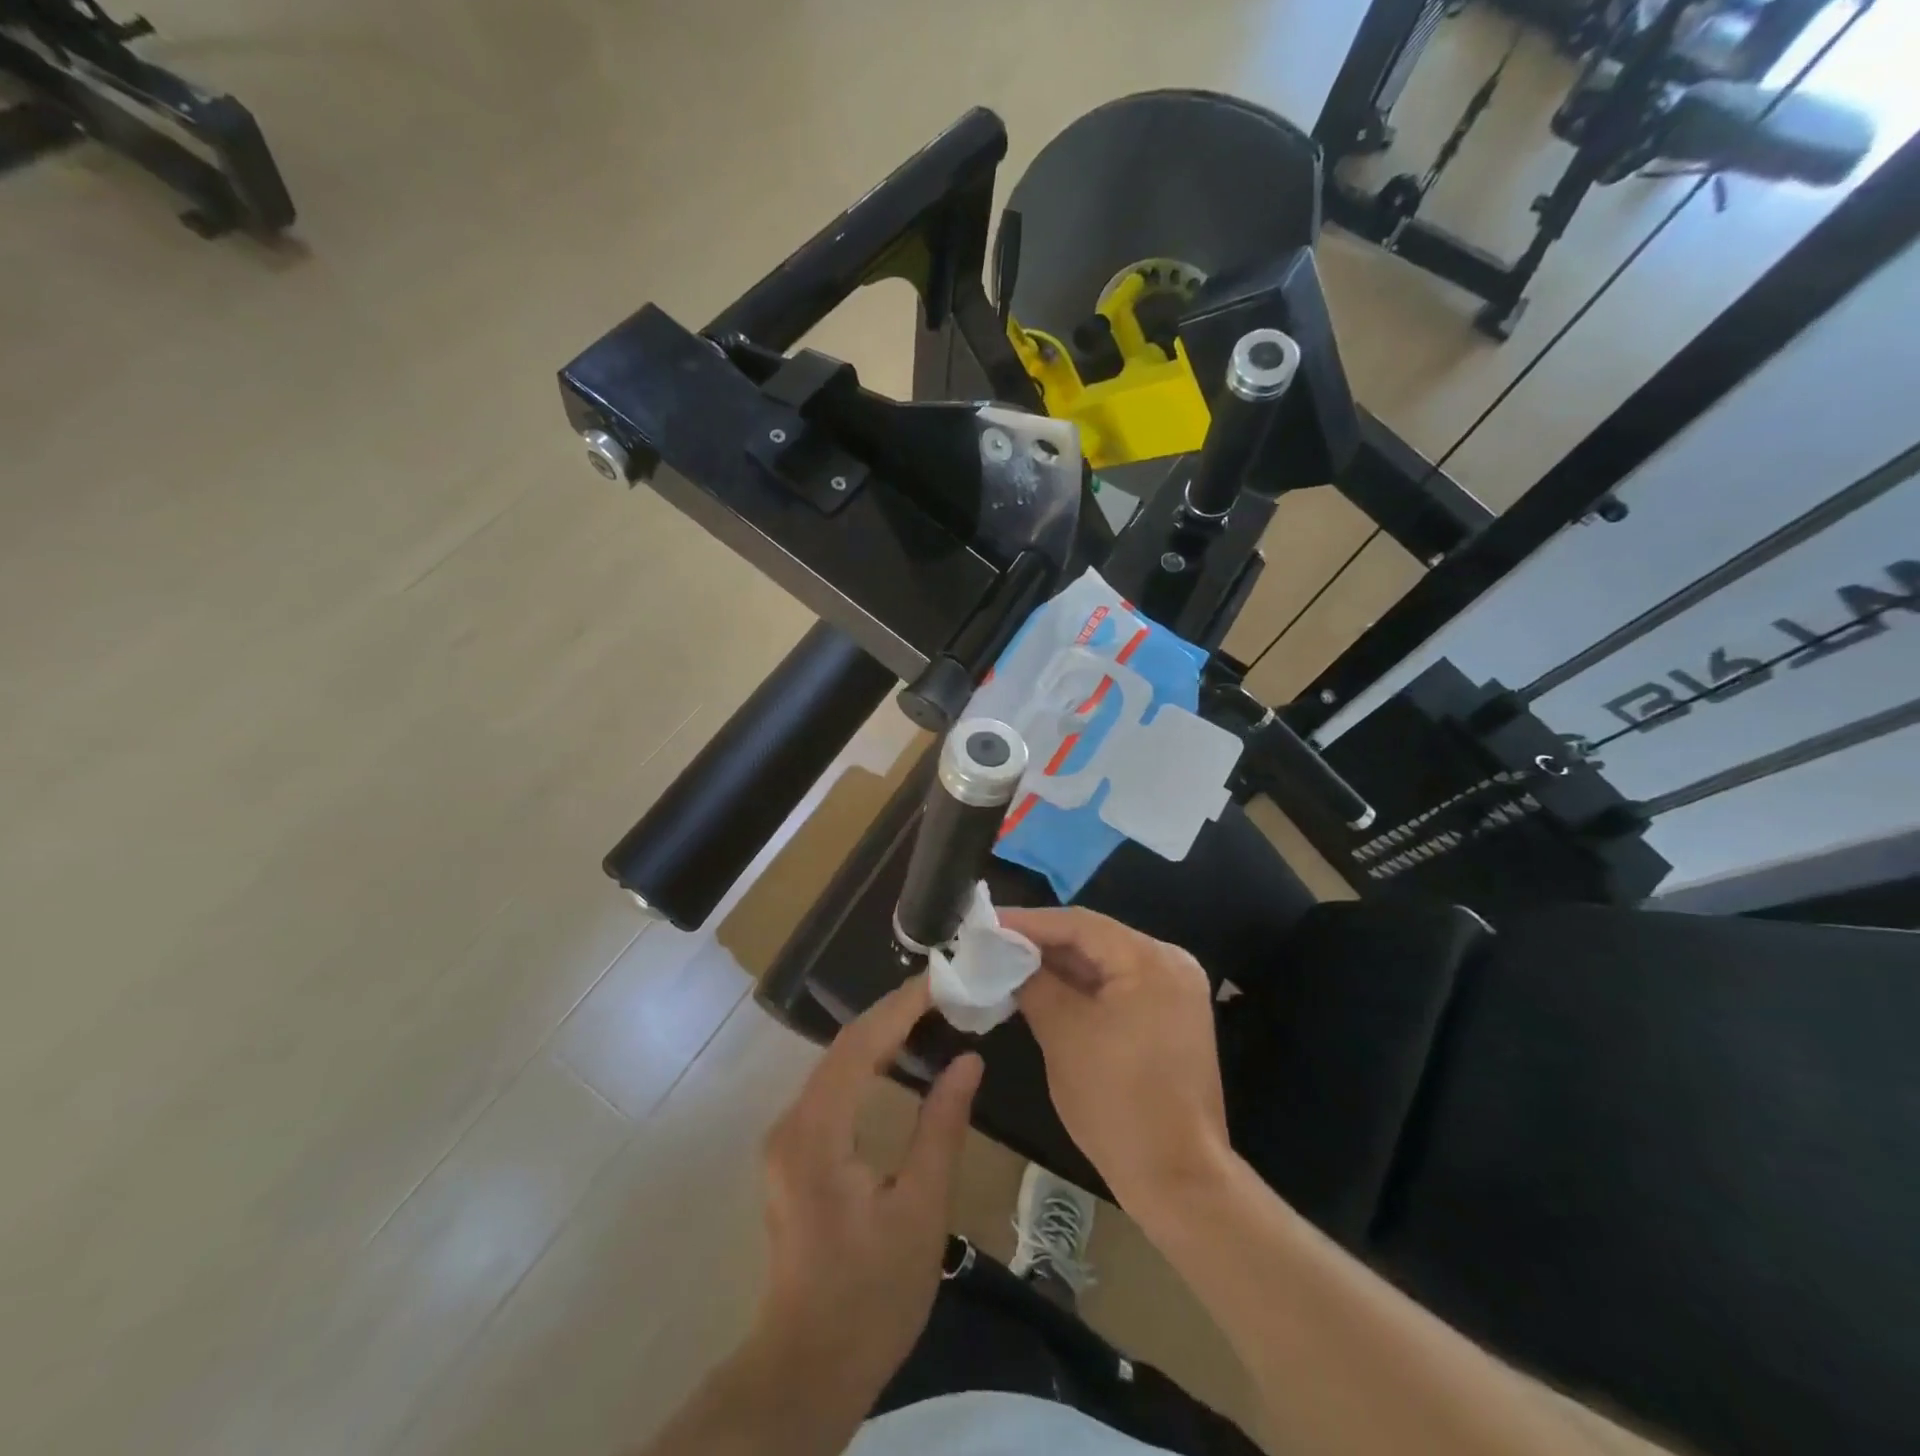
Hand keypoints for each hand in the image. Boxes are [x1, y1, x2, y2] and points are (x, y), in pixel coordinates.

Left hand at [754, 976, 982, 1402]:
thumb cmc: (871, 1295)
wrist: (809, 1368)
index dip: (901, 1007)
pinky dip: (868, 1063)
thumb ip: (942, 1127)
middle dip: (893, 1013)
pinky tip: (898, 1057)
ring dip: (880, 1034)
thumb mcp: (921, 1210)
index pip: (859, 1045)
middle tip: (944, 990)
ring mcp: (787, 1138)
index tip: (943, 980)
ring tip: (930, 1012)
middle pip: (843, 1047)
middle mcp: (792, 1123)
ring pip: (836, 1064)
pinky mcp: (794, 1152)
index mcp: (817, 1132)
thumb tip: (968, 1060)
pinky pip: (832, 1087)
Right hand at [1001, 907, 1231, 1213]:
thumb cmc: (1118, 1102)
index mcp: (1151, 960)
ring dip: (1059, 966)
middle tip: (993, 943)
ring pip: (1105, 964)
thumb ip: (1034, 984)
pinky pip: (1118, 987)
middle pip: (1095, 939)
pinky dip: (1082, 988)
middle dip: (1042, 943)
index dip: (1028, 922)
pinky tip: (1043, 989)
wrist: (1178, 1179)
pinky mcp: (1169, 1017)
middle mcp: (1170, 963)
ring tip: (1009, 963)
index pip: (1080, 924)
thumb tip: (1006, 957)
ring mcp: (1174, 991)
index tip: (986, 923)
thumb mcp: (1064, 1035)